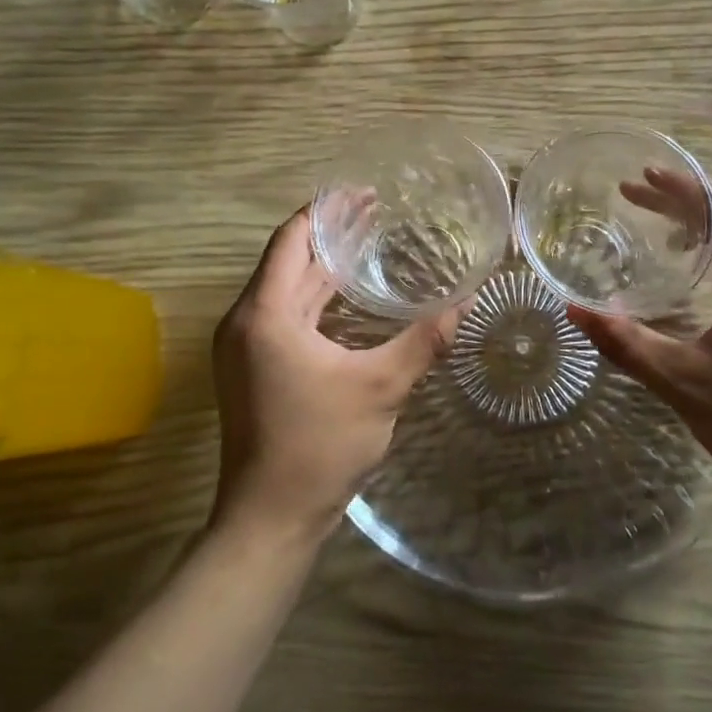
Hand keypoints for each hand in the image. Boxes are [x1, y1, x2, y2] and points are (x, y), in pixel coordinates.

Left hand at [210, 206, 461, 545]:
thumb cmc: (319, 445)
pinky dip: (316, 298)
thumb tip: (466, 302)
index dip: (326, 210)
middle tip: (378, 213)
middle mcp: (247, 321)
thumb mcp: (380, 387)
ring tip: (369, 244)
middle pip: (289, 260)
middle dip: (331, 235)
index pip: (292, 239)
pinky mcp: (253, 369)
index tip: (363, 193)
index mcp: (265, 314)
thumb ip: (424, 340)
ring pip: (286, 290)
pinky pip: (285, 315)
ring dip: (324, 267)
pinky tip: (349, 298)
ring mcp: (245, 347)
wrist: (270, 518)